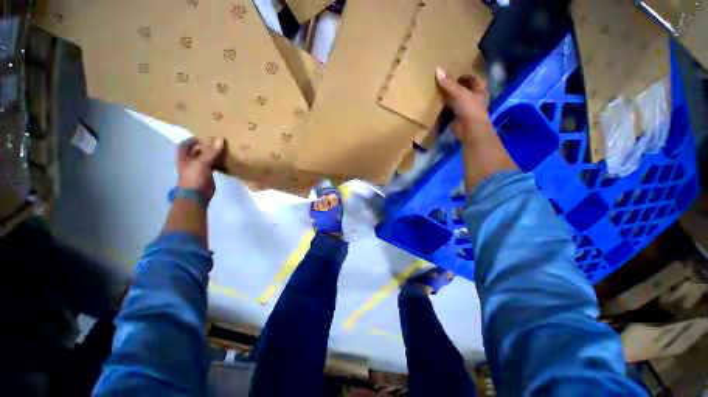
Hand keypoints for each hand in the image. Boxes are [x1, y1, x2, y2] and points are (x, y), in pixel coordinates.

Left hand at [177, 137, 225, 201]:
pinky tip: (225, 160)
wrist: (196, 194)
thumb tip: (221, 139)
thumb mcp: (202, 162)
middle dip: (205, 146)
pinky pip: (212, 165)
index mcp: (184, 157)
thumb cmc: (194, 176)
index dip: (193, 139)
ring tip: (223, 149)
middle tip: (217, 142)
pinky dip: (218, 162)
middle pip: (196, 150)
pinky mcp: (207, 174)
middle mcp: (190, 161)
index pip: (186, 144)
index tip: (205, 136)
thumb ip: (212, 151)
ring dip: (212, 154)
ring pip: (205, 158)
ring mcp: (198, 168)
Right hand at [435, 67, 492, 143]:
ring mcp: (467, 109)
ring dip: (450, 97)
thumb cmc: (469, 108)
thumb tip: (437, 69)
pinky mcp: (459, 118)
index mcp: (480, 90)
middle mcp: (475, 98)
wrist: (469, 129)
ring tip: (440, 92)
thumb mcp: (459, 93)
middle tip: (445, 82)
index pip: (475, 79)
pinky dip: (446, 108)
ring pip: (458, 100)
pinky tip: (438, 105)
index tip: (456, 74)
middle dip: (457, 87)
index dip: (467, 76)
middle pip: (466, 90)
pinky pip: (452, 110)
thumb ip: (448, 83)